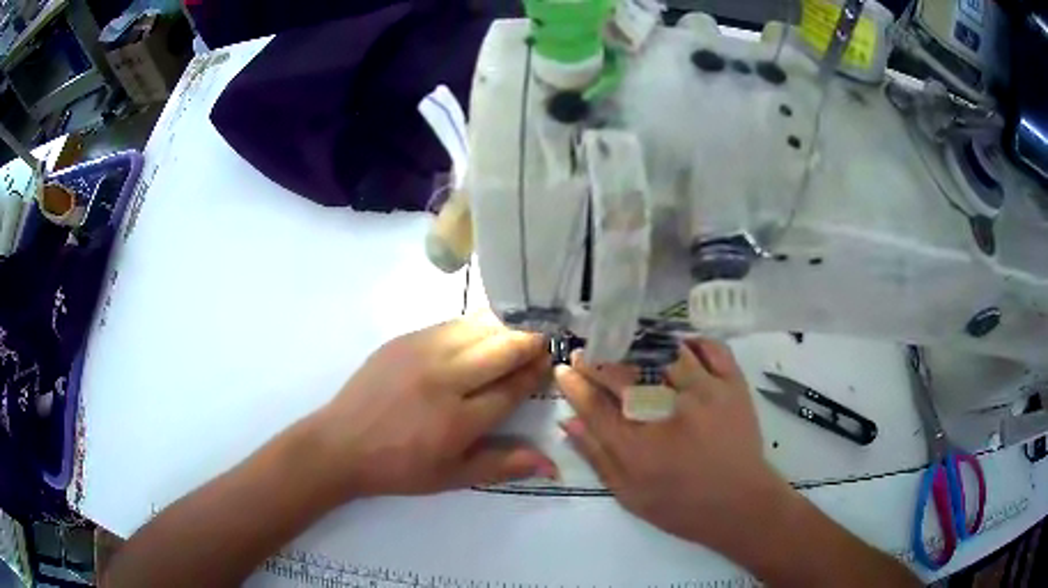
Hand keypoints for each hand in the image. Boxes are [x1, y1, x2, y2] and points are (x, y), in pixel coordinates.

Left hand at [312, 312, 556, 500]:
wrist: (341, 444)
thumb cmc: (399, 467)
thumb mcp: (451, 477)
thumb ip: (502, 466)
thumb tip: (551, 464)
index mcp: (457, 420)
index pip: (512, 388)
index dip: (536, 373)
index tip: (550, 364)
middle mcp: (444, 380)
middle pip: (501, 348)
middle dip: (529, 342)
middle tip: (542, 343)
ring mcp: (421, 353)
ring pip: (477, 327)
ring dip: (504, 327)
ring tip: (517, 332)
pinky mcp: (403, 340)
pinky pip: (450, 324)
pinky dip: (474, 325)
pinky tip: (480, 332)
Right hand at [554, 339, 790, 551]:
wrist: (740, 505)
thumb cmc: (681, 506)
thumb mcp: (629, 495)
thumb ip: (597, 457)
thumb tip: (567, 421)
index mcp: (638, 447)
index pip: (594, 405)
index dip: (574, 385)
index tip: (564, 371)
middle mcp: (667, 414)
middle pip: (622, 375)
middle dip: (596, 360)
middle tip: (586, 353)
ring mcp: (703, 393)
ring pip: (662, 353)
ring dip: (638, 344)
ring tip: (625, 342)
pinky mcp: (732, 385)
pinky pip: (710, 348)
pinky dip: (693, 341)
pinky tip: (679, 345)